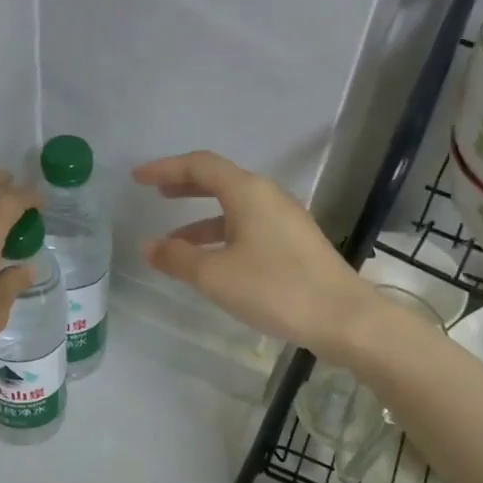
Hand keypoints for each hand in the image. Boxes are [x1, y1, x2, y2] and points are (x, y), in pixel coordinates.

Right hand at [131, 151, 380, 356]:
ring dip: (202, 220)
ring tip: (174, 243)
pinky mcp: (295, 244)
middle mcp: (268, 197)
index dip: (166, 168)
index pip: (200, 165)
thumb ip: (177, 258)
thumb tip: (148, 246)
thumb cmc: (275, 289)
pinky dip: (223, 237)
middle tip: (158, 195)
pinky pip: (249, 228)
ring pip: (235, 209)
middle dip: (185, 187)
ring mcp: (285, 220)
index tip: (138, 178)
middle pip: (220, 181)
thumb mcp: (216, 275)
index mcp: (249, 192)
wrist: (343, 317)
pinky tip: (213, 263)